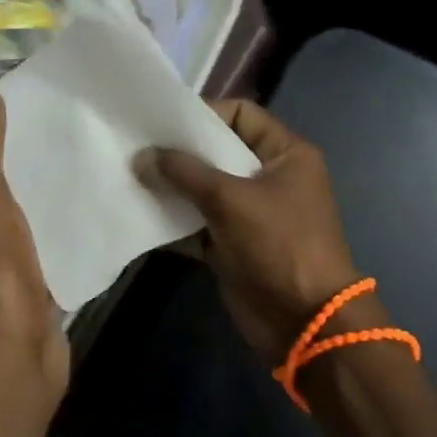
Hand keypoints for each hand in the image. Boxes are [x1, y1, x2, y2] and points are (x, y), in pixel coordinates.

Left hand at [0, 82, 68, 414]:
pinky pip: (24, 242)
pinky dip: (43, 228)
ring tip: (67, 167)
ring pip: (5, 215)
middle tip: (51, 142)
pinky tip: (73, 210)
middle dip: (12, 168)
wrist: (12, 351)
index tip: (22, 124)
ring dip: (30, 198)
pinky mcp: (8, 284)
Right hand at [140, 100, 373, 366]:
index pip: (242, 114)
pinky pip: (198, 223)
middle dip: (180, 151)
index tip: (162, 119)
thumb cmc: (279, 245)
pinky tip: (139, 214)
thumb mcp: (231, 200)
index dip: (205, 112)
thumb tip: (142, 156)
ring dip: (172, 186)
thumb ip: (185, 173)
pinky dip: (174, 220)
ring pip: (205, 188)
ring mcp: (251, 212)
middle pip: (219, 151)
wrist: (305, 323)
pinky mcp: (233, 244)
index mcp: (286, 154)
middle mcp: (269, 177)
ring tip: (131, 175)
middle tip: (136, 145)